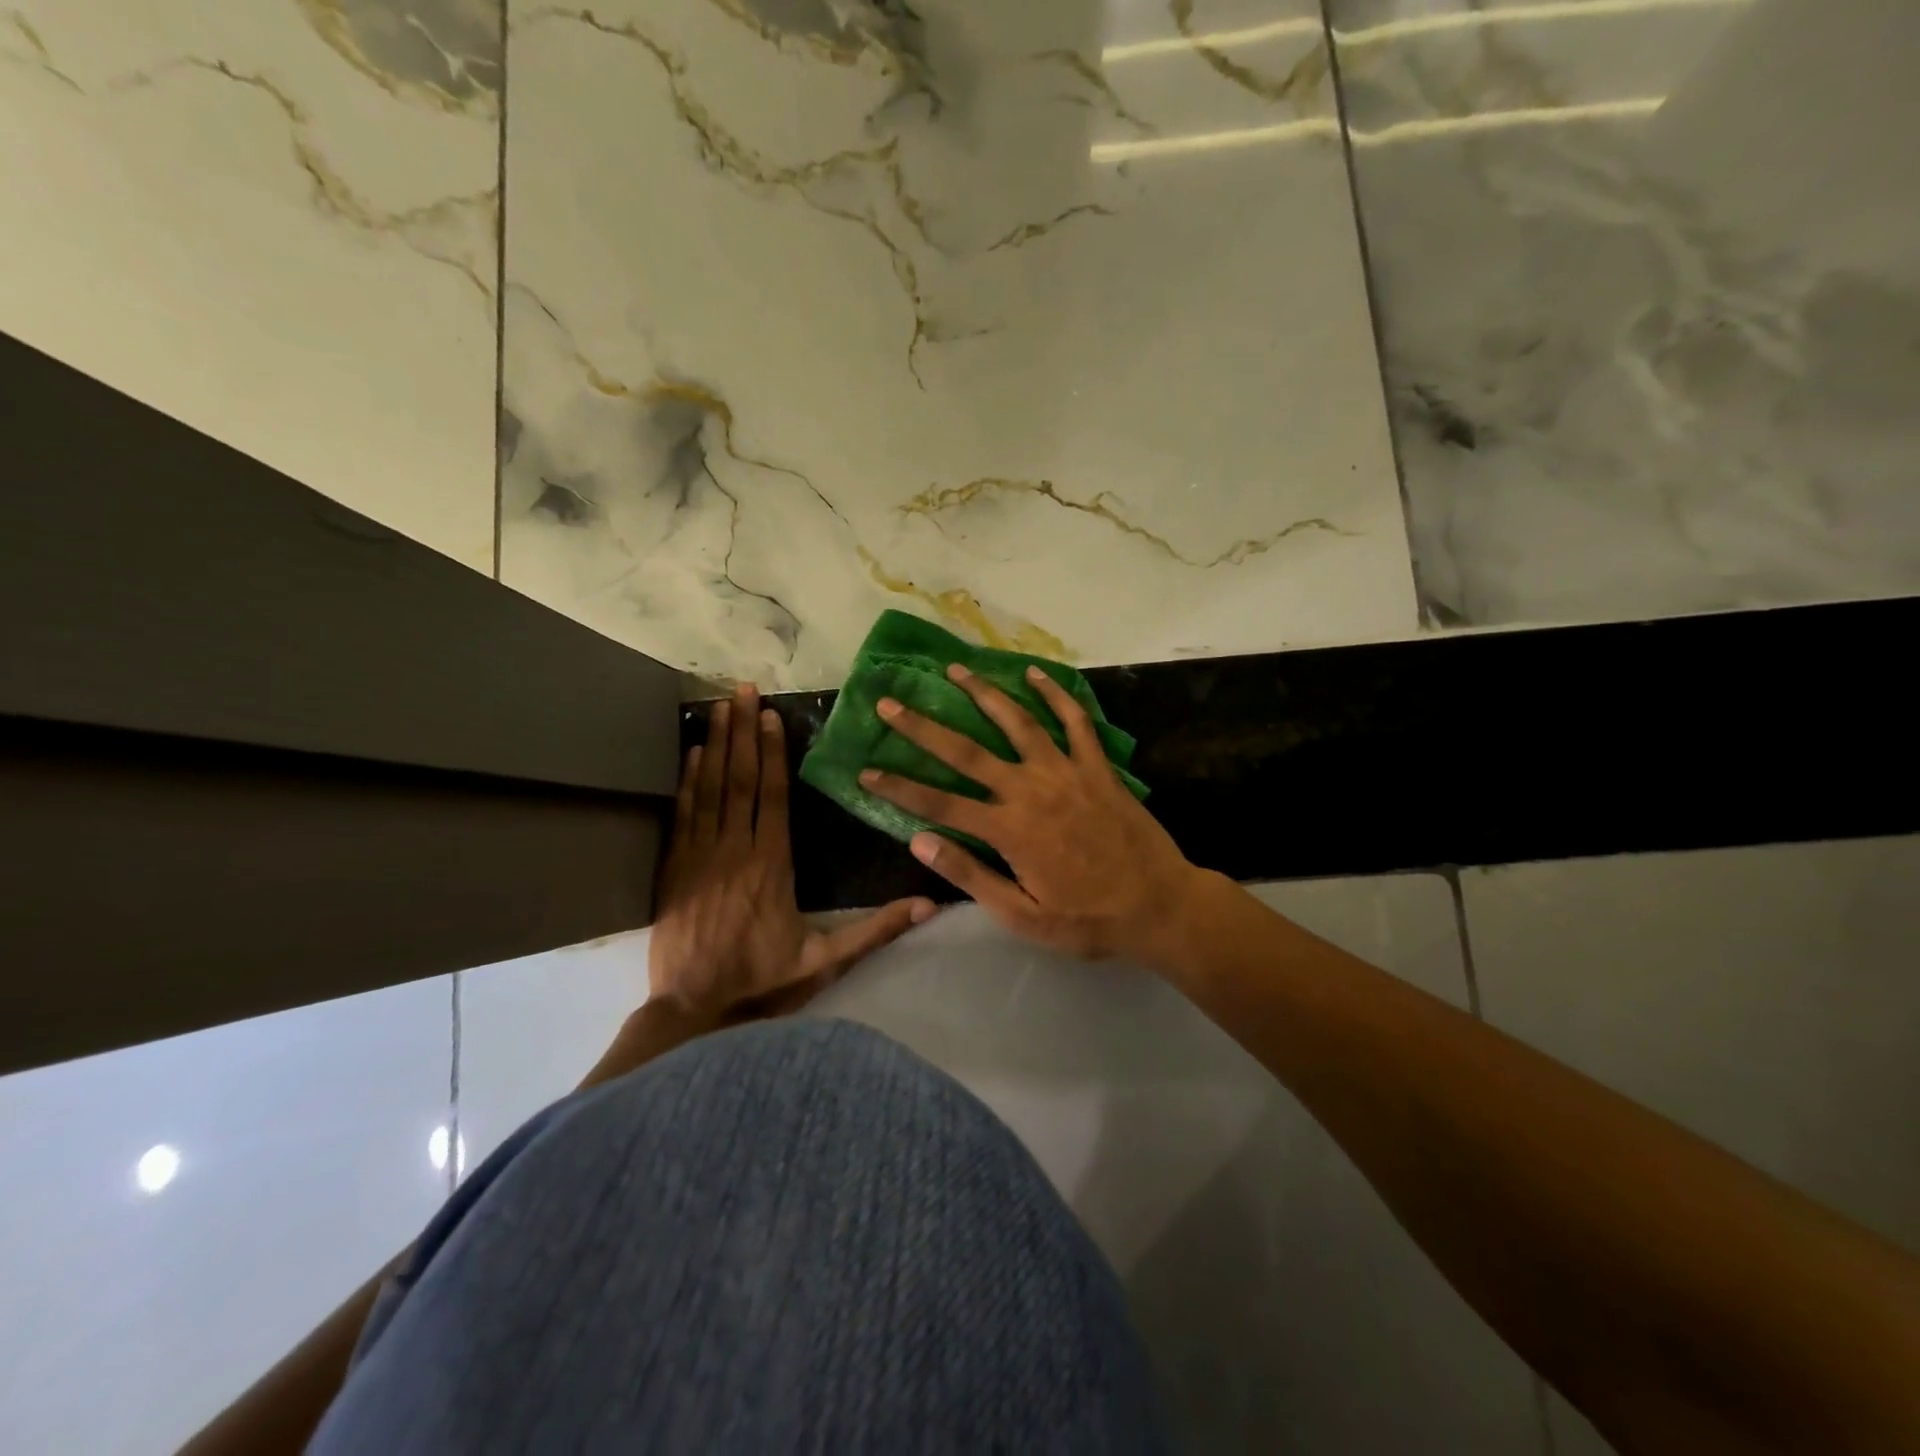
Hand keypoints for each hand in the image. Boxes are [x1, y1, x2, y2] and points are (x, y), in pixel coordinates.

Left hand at [650, 683, 936, 1021]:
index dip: (773, 754)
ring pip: (710, 789)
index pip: (774, 797)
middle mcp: (736, 850)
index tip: (771, 715)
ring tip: (718, 707)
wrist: (692, 1012)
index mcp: (773, 865)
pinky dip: (687, 781)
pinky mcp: (674, 869)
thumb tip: (930, 904)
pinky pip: (683, 814)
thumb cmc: (763, 982)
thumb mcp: (826, 961)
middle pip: (741, 780)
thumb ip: (876, 930)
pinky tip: (692, 753)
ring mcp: (700, 857)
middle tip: (741, 690)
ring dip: (716, 745)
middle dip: (743, 732)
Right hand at [860, 663, 1206, 966]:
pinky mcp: (1097, 766)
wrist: (1159, 905)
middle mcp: (1030, 790)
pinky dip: (1056, 694)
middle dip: (923, 727)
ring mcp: (1066, 772)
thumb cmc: (1088, 918)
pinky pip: (1075, 721)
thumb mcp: (1023, 916)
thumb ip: (971, 877)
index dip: (898, 786)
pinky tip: (1036, 673)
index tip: (866, 768)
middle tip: (890, 701)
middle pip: (966, 752)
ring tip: (956, 669)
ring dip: (984, 693)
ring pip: (1017, 722)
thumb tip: (920, 842)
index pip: (939, 804)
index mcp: (1009, 830)